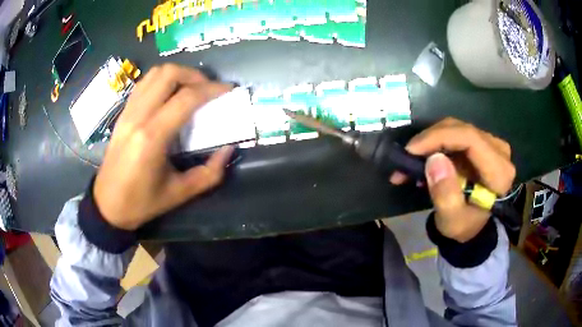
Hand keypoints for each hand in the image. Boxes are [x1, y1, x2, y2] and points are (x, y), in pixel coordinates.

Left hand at [93, 64, 233, 230]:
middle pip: (168, 74)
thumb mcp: (180, 194)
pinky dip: (162, 80)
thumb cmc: (141, 203)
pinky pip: (144, 84)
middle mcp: (138, 117)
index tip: (228, 90)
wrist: (107, 205)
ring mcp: (128, 112)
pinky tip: (170, 94)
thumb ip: (209, 173)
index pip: (186, 98)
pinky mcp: (123, 113)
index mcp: (152, 138)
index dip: (211, 89)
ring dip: (178, 74)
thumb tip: (228, 149)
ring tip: (191, 88)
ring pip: (154, 73)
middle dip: (194, 75)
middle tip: (208, 89)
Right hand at [390, 118, 515, 241]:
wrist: (475, 226)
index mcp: (499, 171)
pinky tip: (424, 159)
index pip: (470, 139)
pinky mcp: (482, 143)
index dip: (439, 137)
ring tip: (410, 162)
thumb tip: (434, 159)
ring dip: (430, 142)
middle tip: (406, 157)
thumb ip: (445, 195)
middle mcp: (499, 151)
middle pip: (461, 130)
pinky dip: (436, 144)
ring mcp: (492, 144)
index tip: (412, 150)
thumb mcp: (452, 220)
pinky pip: (456, 134)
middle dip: (430, 140)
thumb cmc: (465, 226)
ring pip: (456, 129)